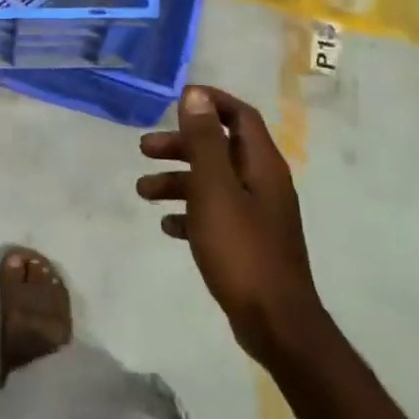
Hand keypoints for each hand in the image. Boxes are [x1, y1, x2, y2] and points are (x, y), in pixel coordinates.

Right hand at [137, 85, 328, 370]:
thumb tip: (196, 95)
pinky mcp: (248, 242)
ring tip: (143, 192)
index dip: (210, 102)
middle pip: (220, 148)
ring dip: (178, 180)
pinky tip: (168, 226)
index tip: (175, 101)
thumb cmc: (241, 249)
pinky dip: (190, 212)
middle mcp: (263, 183)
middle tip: (144, 149)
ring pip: (213, 182)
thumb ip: (204, 141)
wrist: (275, 323)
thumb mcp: (214, 189)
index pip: (240, 115)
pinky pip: (215, 214)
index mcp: (261, 165)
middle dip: (181, 144)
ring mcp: (257, 214)